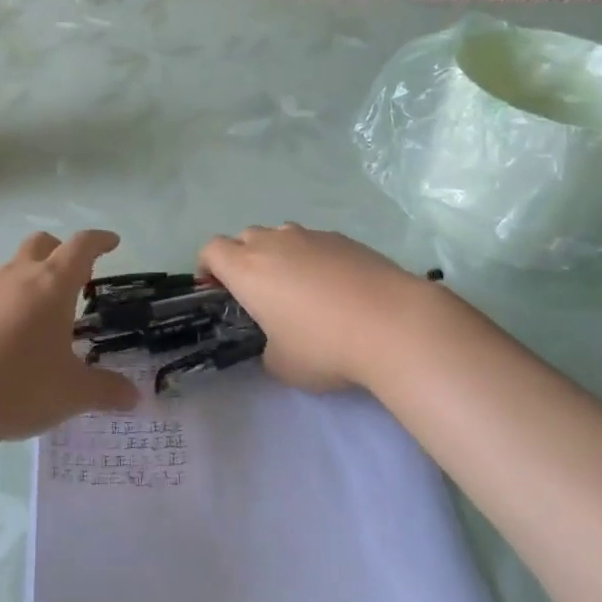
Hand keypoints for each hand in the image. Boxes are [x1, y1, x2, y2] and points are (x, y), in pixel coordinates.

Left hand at [0, 231, 140, 445]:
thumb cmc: (18, 384)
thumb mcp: (71, 392)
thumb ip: (105, 391)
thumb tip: (135, 397)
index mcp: (52, 284)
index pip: (81, 246)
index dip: (99, 241)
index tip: (112, 242)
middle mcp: (19, 278)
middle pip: (42, 244)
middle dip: (62, 251)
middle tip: (79, 277)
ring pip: (15, 268)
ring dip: (34, 277)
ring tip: (47, 312)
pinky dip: (11, 303)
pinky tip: (14, 339)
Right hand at [199, 224, 455, 392]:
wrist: (393, 323)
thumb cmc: (325, 347)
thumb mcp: (283, 365)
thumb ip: (267, 348)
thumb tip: (276, 342)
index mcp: (247, 269)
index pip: (211, 250)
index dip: (208, 267)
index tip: (217, 289)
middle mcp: (273, 243)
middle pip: (244, 237)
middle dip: (244, 259)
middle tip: (260, 293)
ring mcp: (310, 236)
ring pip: (281, 236)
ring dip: (280, 255)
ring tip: (300, 288)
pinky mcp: (343, 238)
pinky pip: (315, 243)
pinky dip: (314, 258)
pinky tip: (337, 288)